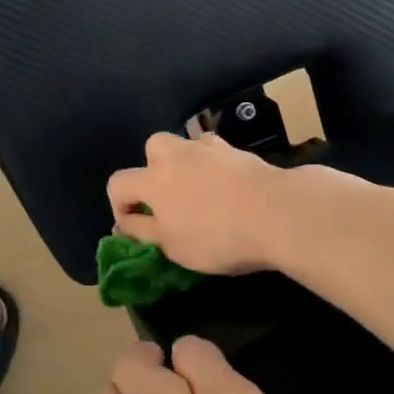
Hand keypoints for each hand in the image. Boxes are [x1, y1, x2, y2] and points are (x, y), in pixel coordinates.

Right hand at [107, 132, 287, 274]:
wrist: (275, 212)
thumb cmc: (216, 236)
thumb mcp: (172, 246)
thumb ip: (143, 232)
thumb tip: (125, 222)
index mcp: (152, 180)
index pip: (118, 183)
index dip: (120, 206)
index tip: (135, 228)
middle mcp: (176, 156)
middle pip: (152, 148)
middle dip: (153, 170)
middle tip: (168, 199)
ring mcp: (209, 149)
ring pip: (187, 146)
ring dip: (185, 165)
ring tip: (200, 193)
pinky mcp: (238, 151)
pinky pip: (216, 152)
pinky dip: (215, 166)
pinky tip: (227, 186)